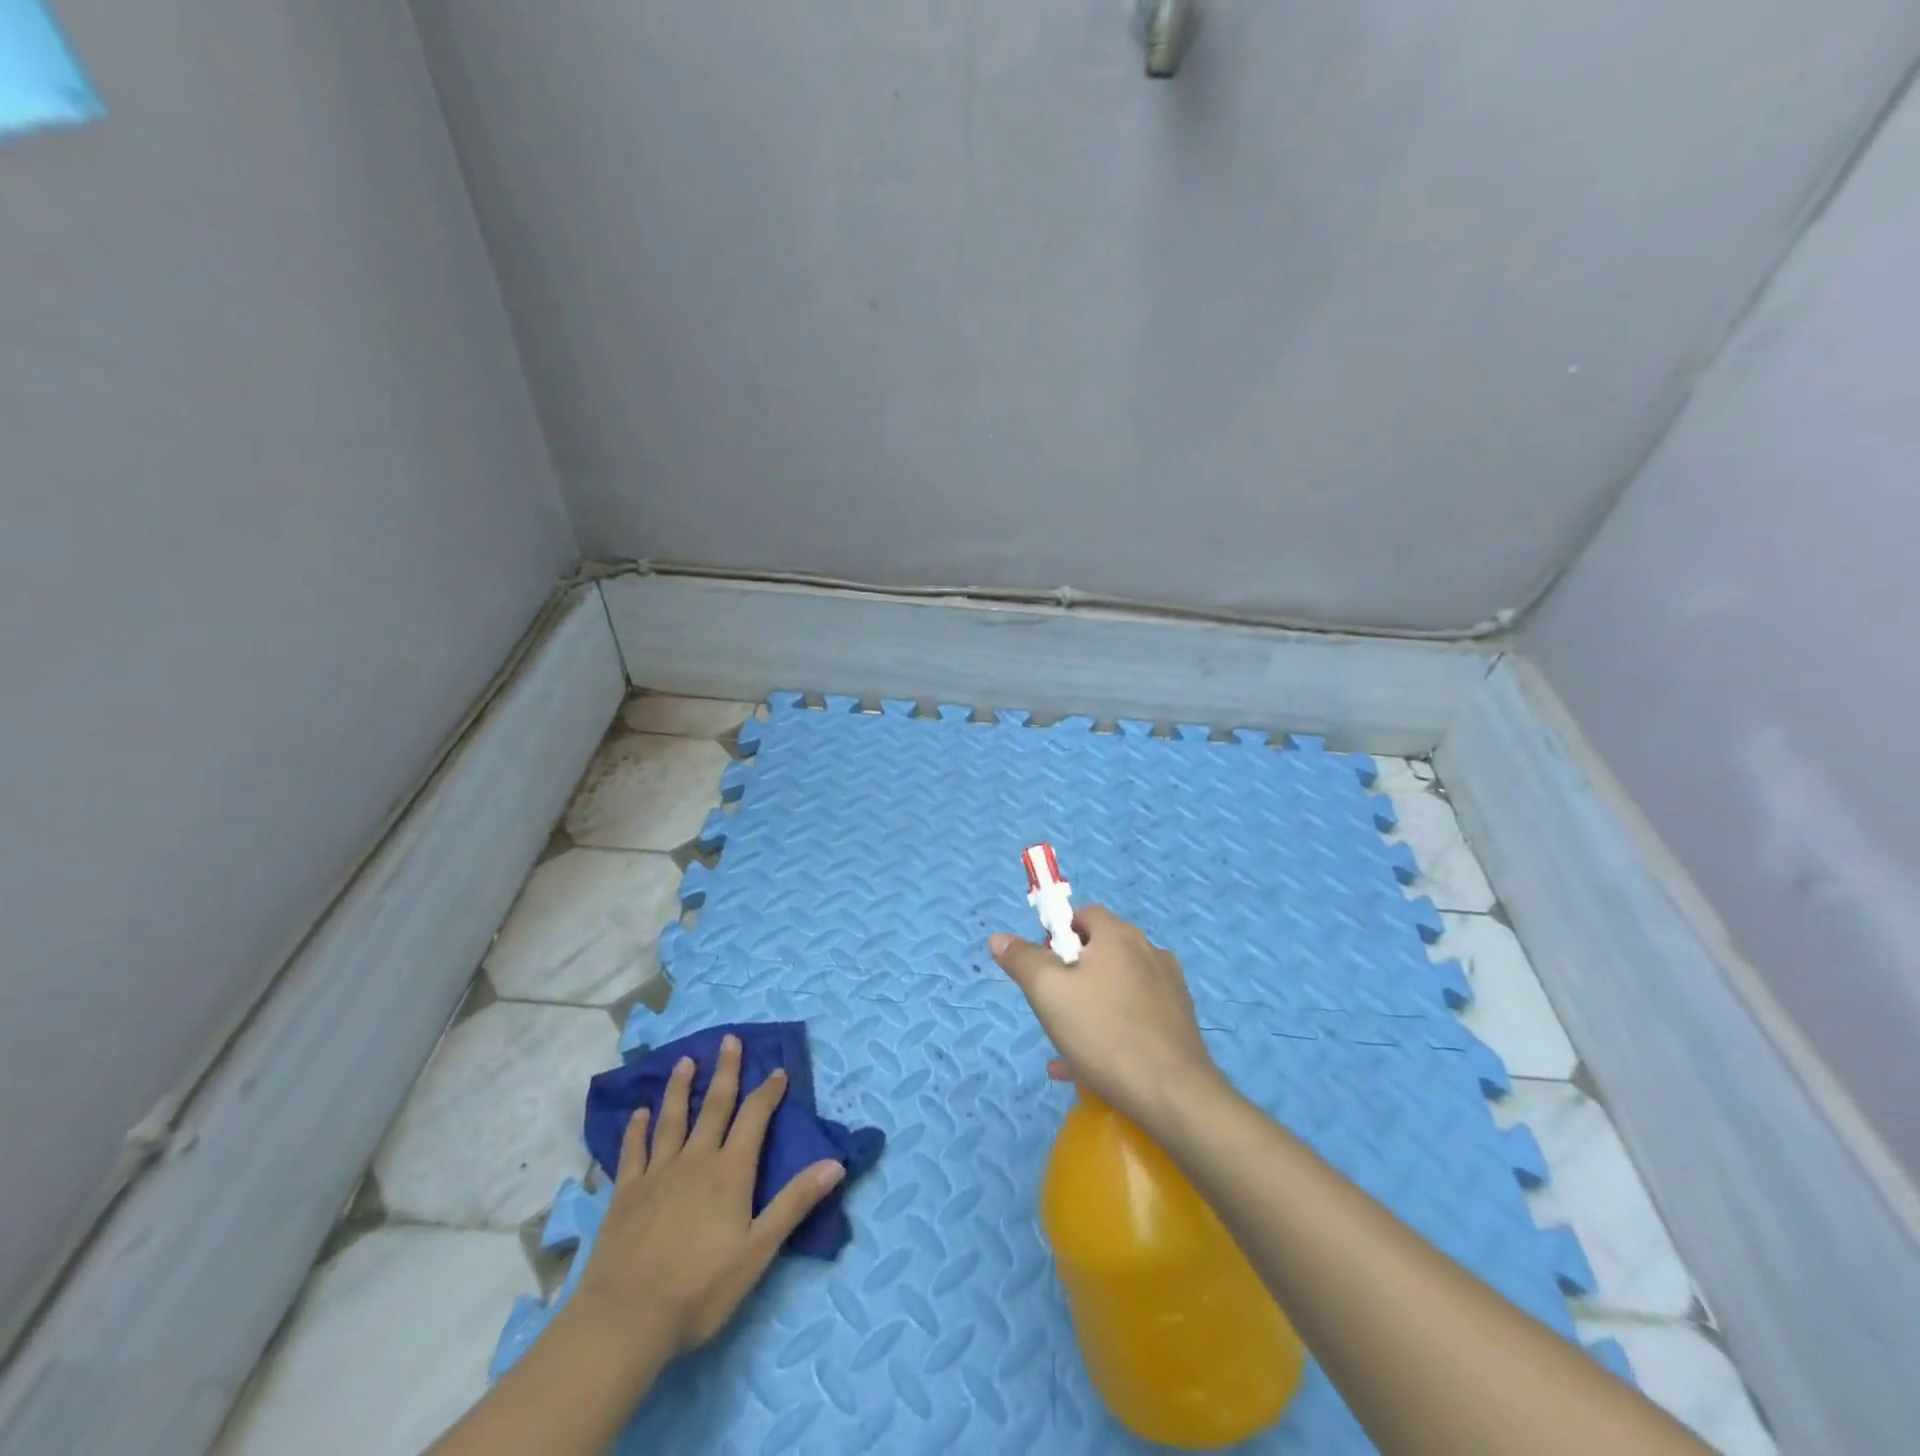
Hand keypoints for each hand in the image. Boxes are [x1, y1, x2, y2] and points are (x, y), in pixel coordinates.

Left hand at [574, 1035, 845, 1354]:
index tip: (777, 1070)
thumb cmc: (700, 1289)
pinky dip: (637, 1129)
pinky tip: (639, 1113)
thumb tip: (836, 1163)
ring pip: (672, 1119)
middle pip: (714, 1106)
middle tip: (729, 1039)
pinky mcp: (625, 1194)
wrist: (625, 1320)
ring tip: (685, 1061)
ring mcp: (657, 1174)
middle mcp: (695, 1160)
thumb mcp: (758, 1250)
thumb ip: (795, 1203)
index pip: (754, 1118)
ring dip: (681, 1088)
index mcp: (730, 1171)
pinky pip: (633, 1151)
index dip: (768, 1092)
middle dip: (726, 1071)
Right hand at [990, 906, 1224, 1131]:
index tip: (1042, 969)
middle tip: (1052, 1008)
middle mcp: (1149, 952)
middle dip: (1070, 976)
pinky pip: (1134, 1016)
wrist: (1173, 1095)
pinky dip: (1111, 1030)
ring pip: (1115, 988)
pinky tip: (1089, 1067)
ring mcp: (1169, 988)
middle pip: (1099, 952)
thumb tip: (999, 938)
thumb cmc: (1104, 1033)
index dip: (1057, 935)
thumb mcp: (1048, 992)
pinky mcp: (1179, 1022)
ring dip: (1088, 1007)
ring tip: (1066, 1046)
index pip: (1083, 915)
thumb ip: (1022, 960)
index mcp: (1119, 936)